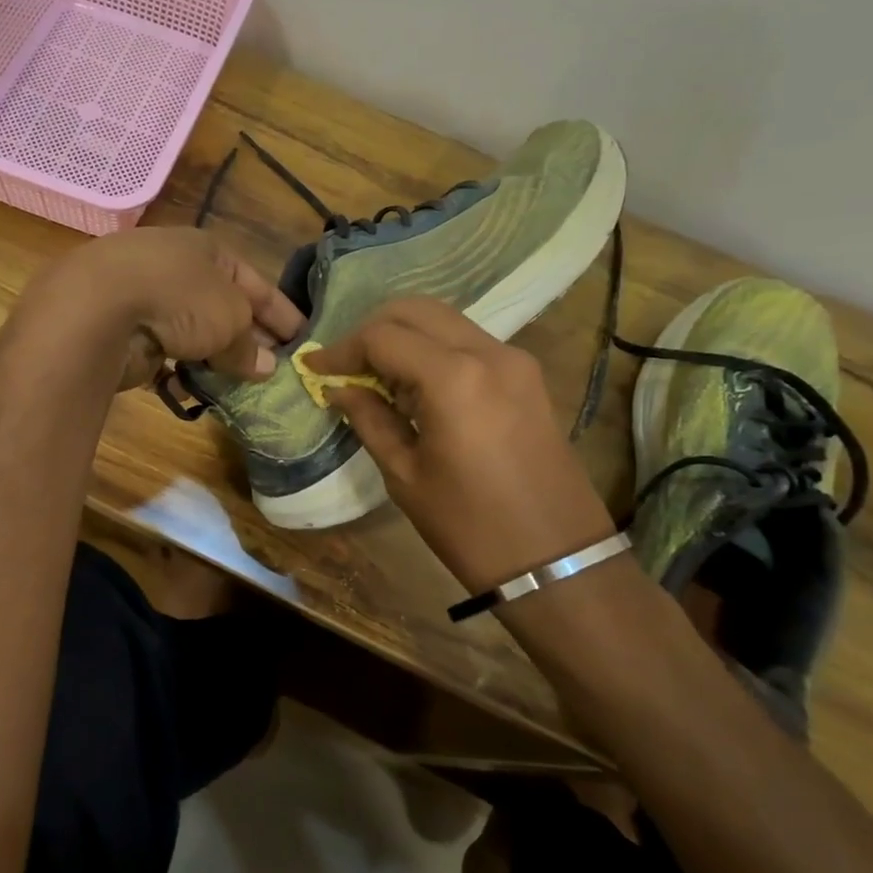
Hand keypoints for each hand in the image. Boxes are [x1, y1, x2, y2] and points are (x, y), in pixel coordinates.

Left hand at [22, 227, 304, 389]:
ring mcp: (147, 301)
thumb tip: (266, 366)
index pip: (256, 282)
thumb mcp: (230, 317)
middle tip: (277, 372)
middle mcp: (177, 271)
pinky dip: (181, 372)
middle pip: (224, 309)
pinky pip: (165, 356)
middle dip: (250, 339)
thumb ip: (248, 343)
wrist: (97, 307)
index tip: (304, 339)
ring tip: (241, 389)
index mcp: (207, 250)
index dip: (282, 312)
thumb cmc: (179, 296)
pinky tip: (196, 392)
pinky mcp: (125, 333)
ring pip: (194, 335)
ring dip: (216, 360)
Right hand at [304, 298, 615, 592]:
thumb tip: (339, 389)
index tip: (315, 366)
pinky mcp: (527, 375)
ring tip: (375, 375)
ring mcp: (514, 360)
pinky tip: (414, 384)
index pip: (382, 337)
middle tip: (345, 364)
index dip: (342, 348)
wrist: (557, 561)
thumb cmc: (470, 526)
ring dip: (403, 336)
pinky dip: (433, 348)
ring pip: (444, 320)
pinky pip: (468, 341)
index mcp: (453, 378)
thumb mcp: (405, 475)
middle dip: (372, 329)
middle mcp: (488, 353)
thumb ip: (369, 419)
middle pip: (415, 310)